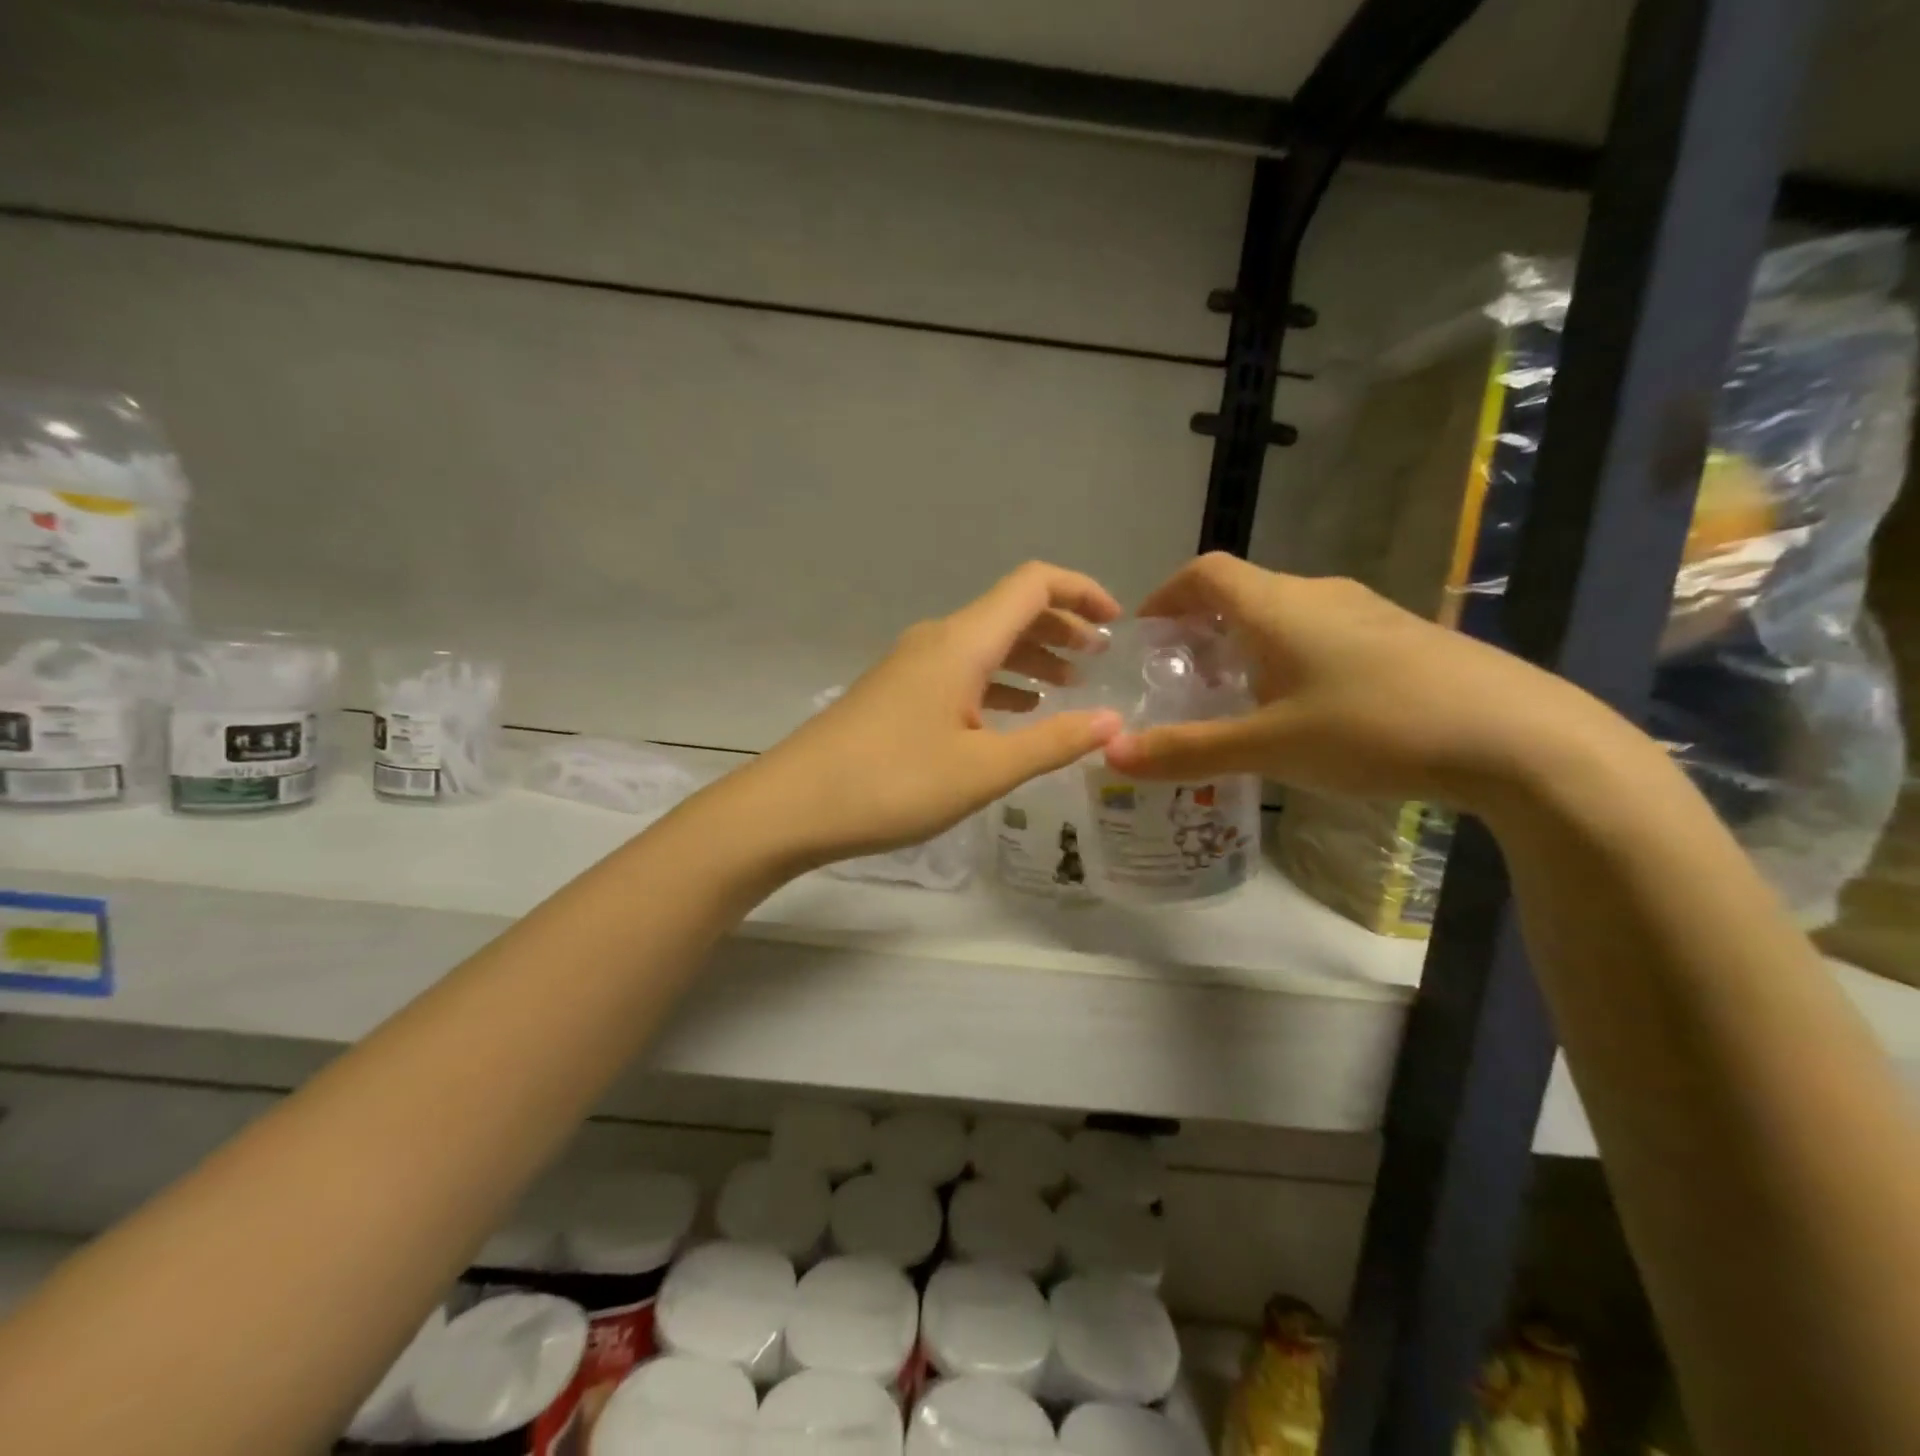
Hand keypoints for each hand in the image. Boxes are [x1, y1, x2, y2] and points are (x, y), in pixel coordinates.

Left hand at [747, 562, 1124, 866]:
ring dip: (1030, 657)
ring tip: (1069, 688)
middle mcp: (937, 640)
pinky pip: (960, 672)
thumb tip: (1112, 722)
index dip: (1081, 590)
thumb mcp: (984, 769)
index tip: (1118, 623)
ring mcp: (911, 666)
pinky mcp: (896, 694)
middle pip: (1010, 612)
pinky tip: (1014, 714)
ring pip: (985, 645)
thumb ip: (1052, 742)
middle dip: (1062, 628)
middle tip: (1101, 661)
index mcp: (962, 642)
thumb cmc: (893, 783)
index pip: (1032, 584)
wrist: (792, 805)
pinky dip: (998, 682)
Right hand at [1102, 554, 1624, 813]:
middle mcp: (1319, 595)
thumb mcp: (1270, 747)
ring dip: (1248, 645)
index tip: (1145, 635)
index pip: (1205, 573)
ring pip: (1286, 615)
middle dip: (1202, 627)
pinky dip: (1290, 658)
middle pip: (1244, 592)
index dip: (1166, 595)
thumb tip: (1112, 755)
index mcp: (1278, 605)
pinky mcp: (1402, 639)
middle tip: (1182, 678)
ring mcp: (1367, 613)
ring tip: (1235, 698)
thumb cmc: (1374, 728)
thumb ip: (1189, 750)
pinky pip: (1324, 635)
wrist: (1518, 737)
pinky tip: (1303, 710)